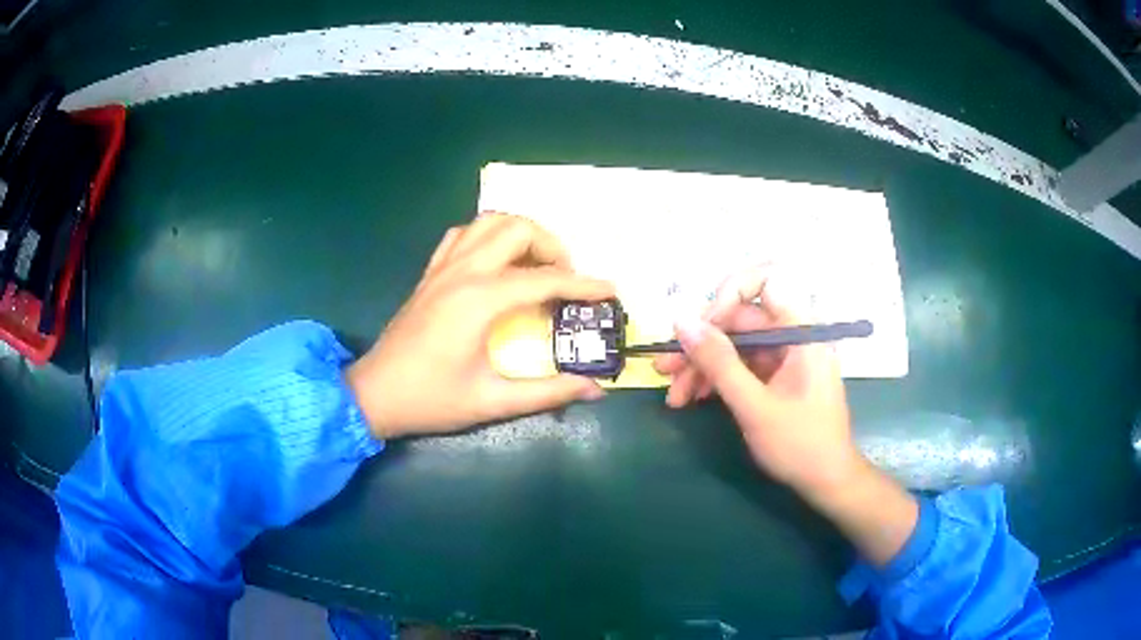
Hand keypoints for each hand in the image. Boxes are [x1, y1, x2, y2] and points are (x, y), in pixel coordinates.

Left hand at [347, 213, 614, 439]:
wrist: (374, 395)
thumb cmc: (431, 399)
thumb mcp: (492, 401)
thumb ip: (547, 392)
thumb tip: (594, 389)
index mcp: (480, 300)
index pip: (545, 279)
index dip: (584, 284)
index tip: (611, 291)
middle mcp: (463, 272)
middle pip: (517, 228)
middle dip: (552, 246)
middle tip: (565, 279)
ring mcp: (443, 267)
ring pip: (489, 222)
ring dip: (521, 234)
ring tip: (536, 265)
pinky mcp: (431, 273)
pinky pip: (463, 234)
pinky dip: (488, 237)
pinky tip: (497, 263)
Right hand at [653, 270, 859, 496]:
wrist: (827, 481)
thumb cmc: (800, 444)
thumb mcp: (754, 406)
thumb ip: (718, 362)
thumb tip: (681, 320)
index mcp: (802, 330)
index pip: (766, 280)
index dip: (729, 294)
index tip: (701, 327)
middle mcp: (794, 334)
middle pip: (740, 319)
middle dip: (701, 345)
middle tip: (665, 370)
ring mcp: (785, 355)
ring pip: (735, 344)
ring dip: (702, 366)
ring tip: (674, 395)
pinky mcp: (777, 374)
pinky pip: (742, 364)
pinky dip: (717, 379)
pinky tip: (693, 398)